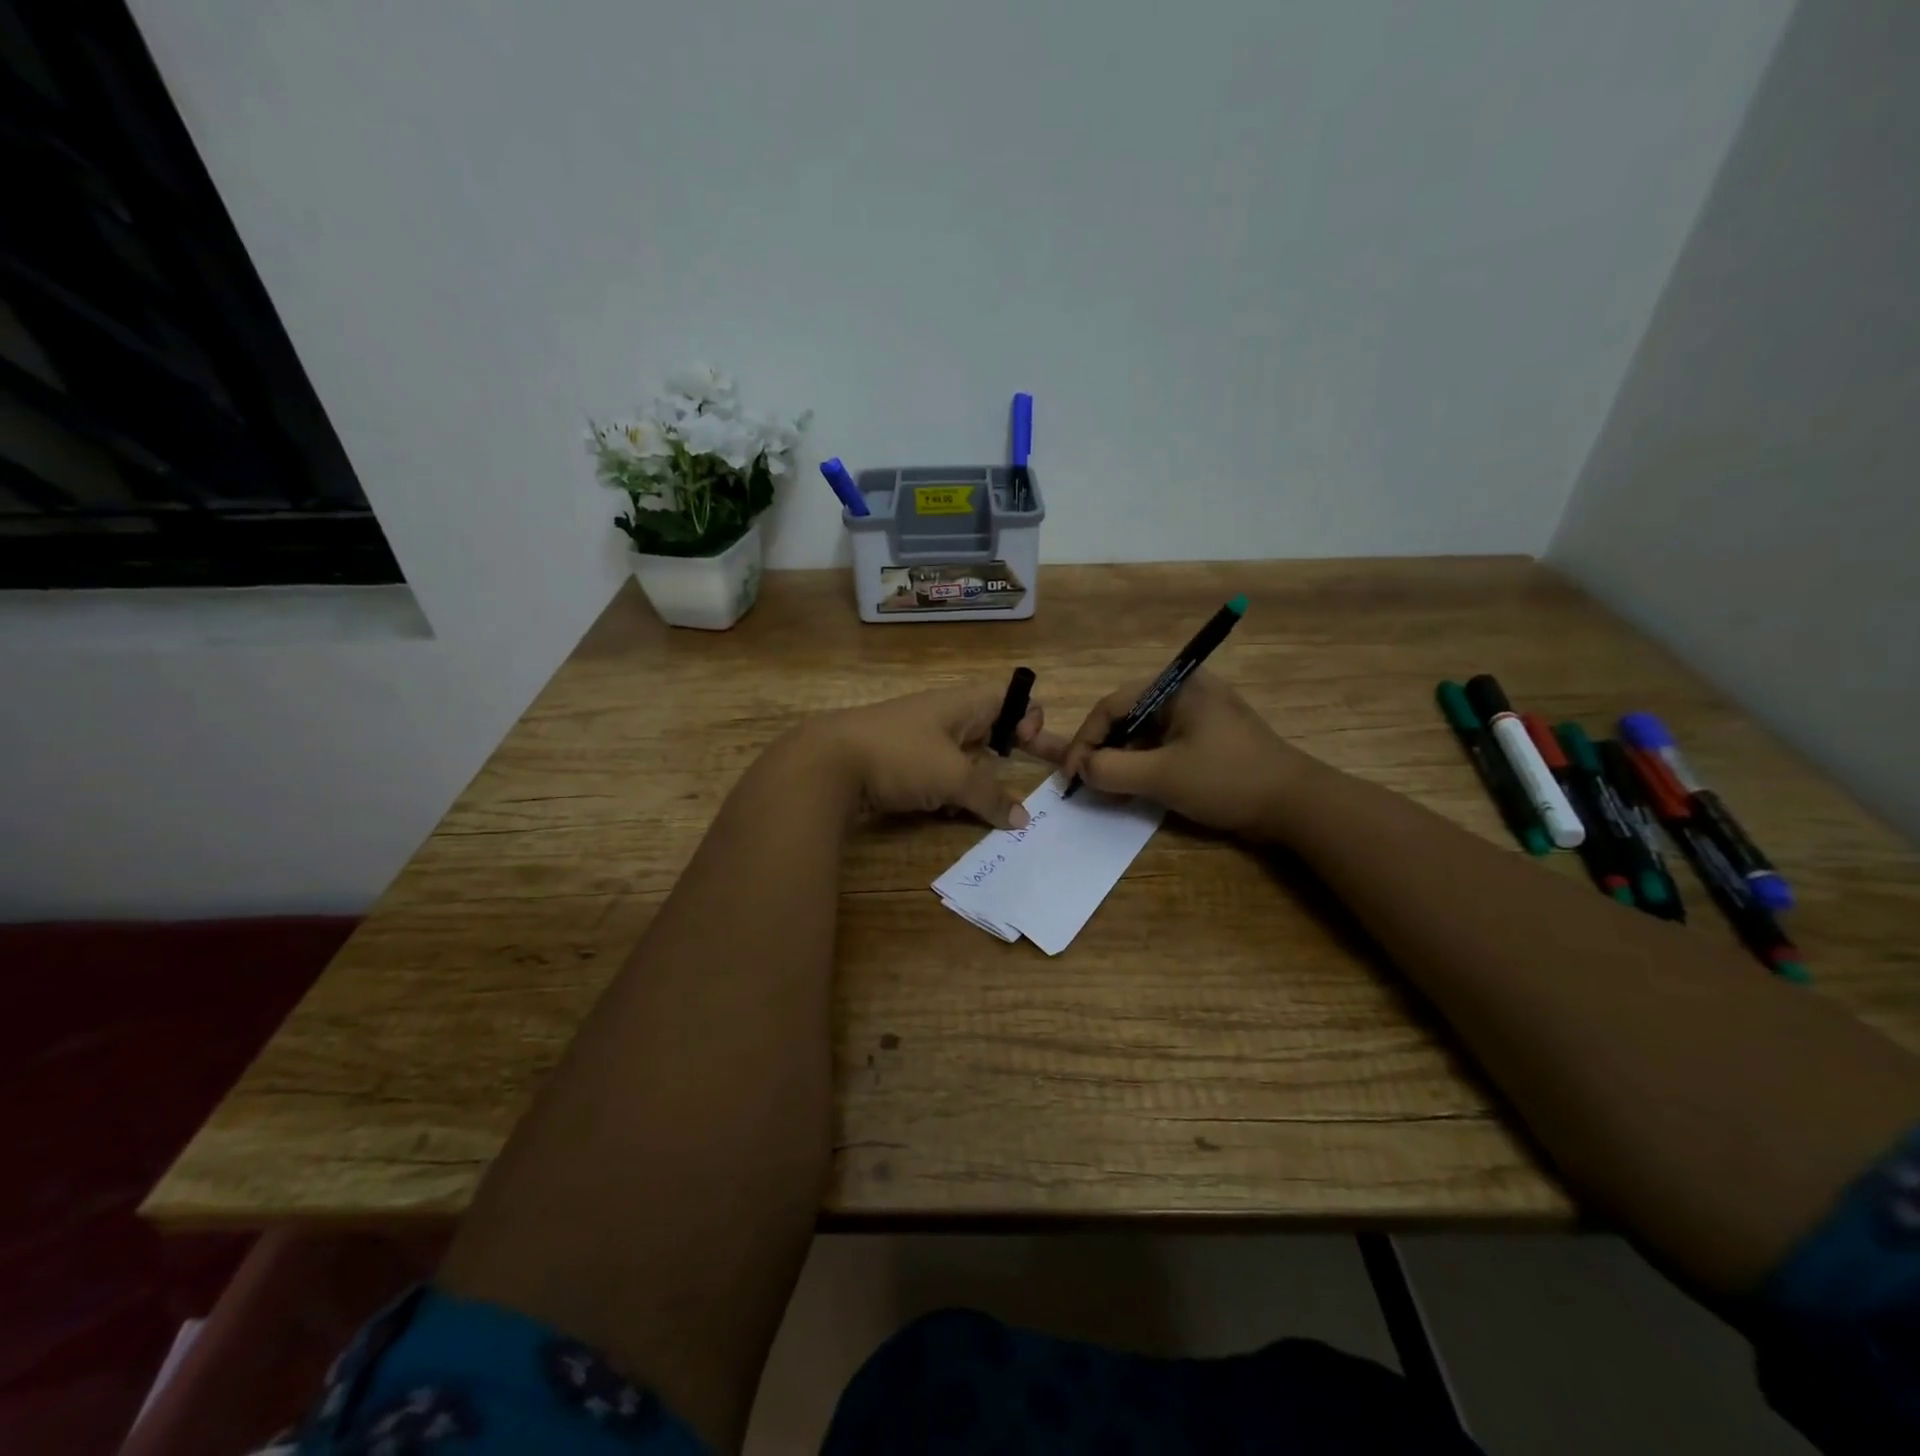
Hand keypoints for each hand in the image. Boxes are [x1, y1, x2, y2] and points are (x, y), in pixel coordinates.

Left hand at [806, 681, 1046, 828]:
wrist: (826, 763)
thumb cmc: (900, 756)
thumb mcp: (953, 777)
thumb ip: (990, 797)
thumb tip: (1022, 819)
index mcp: (960, 704)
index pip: (1007, 696)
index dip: (1026, 715)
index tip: (1028, 745)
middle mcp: (940, 715)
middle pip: (985, 729)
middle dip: (1000, 756)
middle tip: (1013, 785)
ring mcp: (914, 739)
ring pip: (959, 757)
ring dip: (971, 780)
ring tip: (976, 804)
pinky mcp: (894, 762)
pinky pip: (932, 774)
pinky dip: (943, 791)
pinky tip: (941, 811)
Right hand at [1031, 670, 1311, 838]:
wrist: (1296, 805)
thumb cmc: (1227, 780)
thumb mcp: (1162, 777)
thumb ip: (1112, 770)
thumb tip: (1081, 768)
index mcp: (1176, 686)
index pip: (1111, 706)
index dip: (1084, 741)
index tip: (1071, 775)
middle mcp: (1186, 691)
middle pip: (1126, 717)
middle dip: (1102, 750)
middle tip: (1086, 782)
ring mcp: (1199, 714)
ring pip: (1143, 734)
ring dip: (1122, 761)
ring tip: (1108, 789)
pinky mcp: (1209, 737)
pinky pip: (1163, 745)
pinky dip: (1144, 765)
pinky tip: (1136, 789)